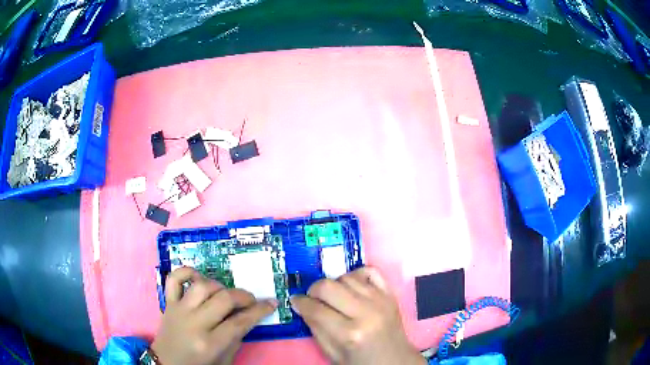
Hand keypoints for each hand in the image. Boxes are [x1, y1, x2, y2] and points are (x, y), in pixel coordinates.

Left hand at [151, 267, 276, 364]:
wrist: (166, 362)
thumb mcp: (224, 359)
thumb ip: (236, 338)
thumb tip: (248, 317)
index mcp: (209, 343)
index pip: (240, 322)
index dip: (259, 311)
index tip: (271, 303)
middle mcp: (194, 323)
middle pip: (223, 299)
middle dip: (244, 296)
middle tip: (250, 300)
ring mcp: (179, 310)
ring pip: (202, 285)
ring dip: (219, 286)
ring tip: (225, 294)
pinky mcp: (168, 302)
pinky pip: (174, 278)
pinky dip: (187, 272)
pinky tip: (198, 278)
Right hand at [291, 267, 424, 364]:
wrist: (394, 361)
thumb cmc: (361, 362)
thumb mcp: (332, 353)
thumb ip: (315, 328)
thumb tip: (301, 305)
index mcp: (349, 334)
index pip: (315, 309)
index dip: (300, 303)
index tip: (295, 301)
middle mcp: (366, 313)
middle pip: (328, 286)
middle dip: (313, 291)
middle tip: (313, 299)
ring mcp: (381, 301)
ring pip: (347, 276)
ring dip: (334, 284)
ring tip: (334, 297)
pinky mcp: (390, 294)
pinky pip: (371, 271)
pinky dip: (357, 275)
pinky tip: (352, 287)